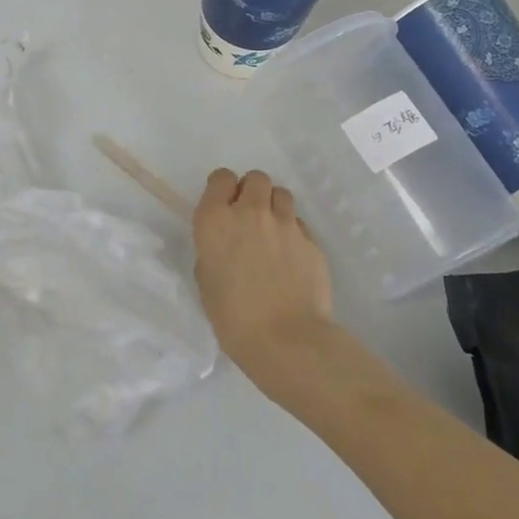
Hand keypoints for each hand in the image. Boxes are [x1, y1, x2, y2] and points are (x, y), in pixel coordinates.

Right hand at [192, 168, 337, 398]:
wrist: (286, 340)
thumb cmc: (233, 317)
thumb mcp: (207, 280)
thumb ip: (214, 251)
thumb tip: (227, 246)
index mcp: (215, 220)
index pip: (221, 178)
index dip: (223, 189)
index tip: (224, 206)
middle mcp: (250, 212)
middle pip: (256, 178)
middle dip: (252, 191)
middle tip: (250, 217)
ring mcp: (285, 224)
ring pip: (281, 194)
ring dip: (275, 206)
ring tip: (273, 233)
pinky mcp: (311, 240)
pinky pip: (299, 224)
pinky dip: (294, 233)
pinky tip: (292, 258)